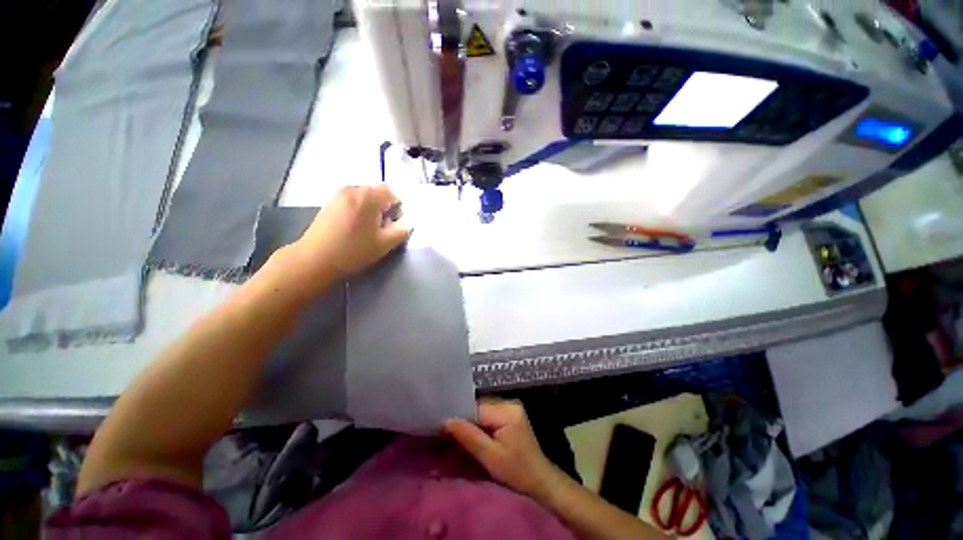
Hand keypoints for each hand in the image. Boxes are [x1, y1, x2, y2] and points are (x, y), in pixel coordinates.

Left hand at [289, 185, 411, 288]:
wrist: (314, 260)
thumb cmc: (353, 251)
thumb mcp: (384, 243)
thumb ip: (402, 230)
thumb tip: (408, 222)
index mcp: (368, 196)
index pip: (392, 193)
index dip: (397, 208)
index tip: (393, 225)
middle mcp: (352, 189)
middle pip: (377, 193)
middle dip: (384, 209)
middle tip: (382, 229)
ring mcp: (338, 195)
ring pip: (365, 198)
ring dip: (371, 211)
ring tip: (367, 231)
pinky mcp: (329, 204)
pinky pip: (352, 202)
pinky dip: (359, 212)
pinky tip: (354, 229)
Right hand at [445, 400, 565, 501]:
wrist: (540, 479)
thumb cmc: (516, 471)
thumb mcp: (490, 457)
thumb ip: (469, 436)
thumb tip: (446, 421)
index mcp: (506, 410)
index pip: (476, 408)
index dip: (459, 417)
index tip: (443, 427)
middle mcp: (509, 402)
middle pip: (479, 406)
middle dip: (464, 419)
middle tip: (447, 432)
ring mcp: (510, 407)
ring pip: (482, 409)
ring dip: (471, 421)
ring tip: (457, 433)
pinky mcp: (510, 413)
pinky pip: (488, 413)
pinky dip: (479, 423)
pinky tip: (472, 433)